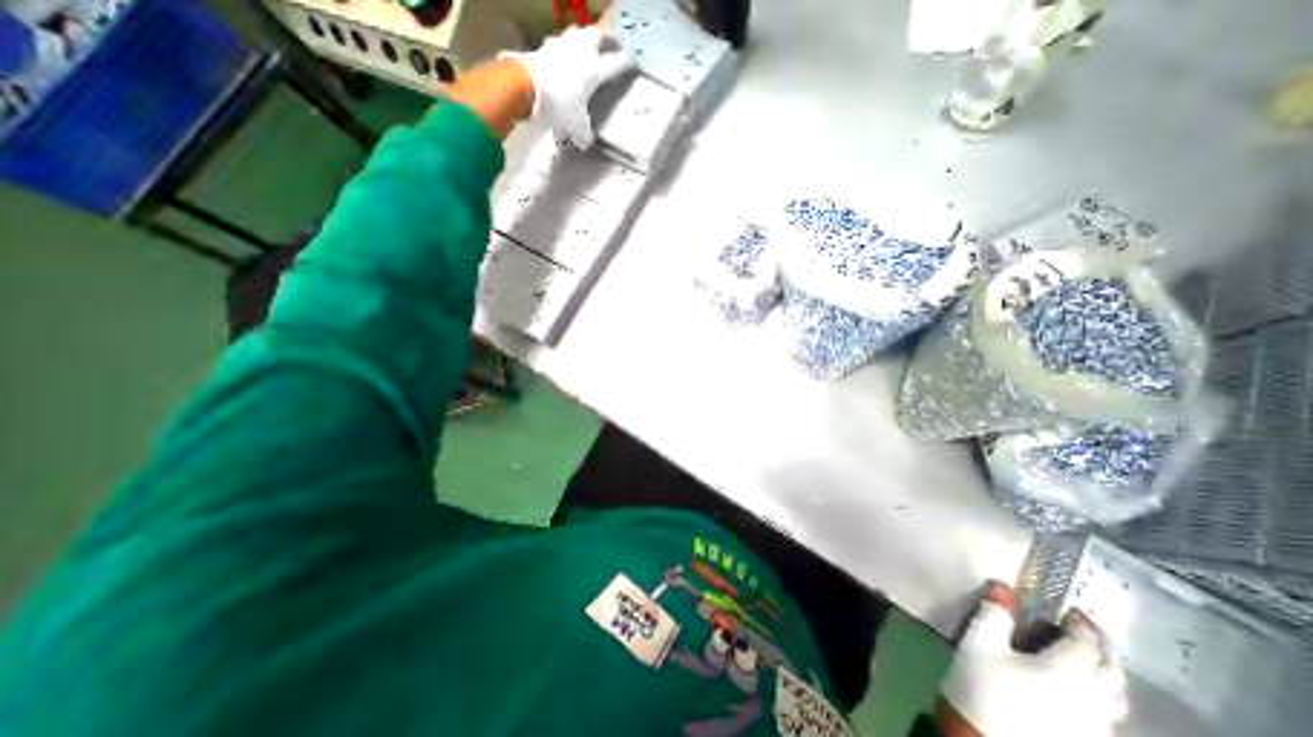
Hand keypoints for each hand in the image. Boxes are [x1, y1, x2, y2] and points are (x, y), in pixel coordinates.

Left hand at [505, 27, 638, 148]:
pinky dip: (565, 48)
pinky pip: (560, 43)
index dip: (626, 63)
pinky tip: (564, 55)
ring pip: (579, 34)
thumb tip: (586, 140)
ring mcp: (562, 45)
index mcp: (595, 71)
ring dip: (585, 39)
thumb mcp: (576, 125)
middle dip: (607, 41)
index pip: (617, 64)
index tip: (632, 63)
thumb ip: (584, 132)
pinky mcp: (545, 46)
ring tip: (588, 46)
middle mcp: (582, 52)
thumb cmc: (558, 105)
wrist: (525, 87)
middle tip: (612, 45)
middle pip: (599, 37)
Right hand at [933, 585, 1129, 734]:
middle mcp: (1092, 699)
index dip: (1082, 625)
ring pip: (1116, 698)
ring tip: (1092, 660)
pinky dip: (1103, 696)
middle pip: (1111, 673)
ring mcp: (1094, 726)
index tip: (1073, 611)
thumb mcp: (978, 640)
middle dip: (1103, 649)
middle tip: (1088, 631)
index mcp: (1067, 671)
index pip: (1085, 644)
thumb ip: (994, 613)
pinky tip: (1085, 693)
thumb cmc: (983, 684)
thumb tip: (1003, 587)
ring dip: (1108, 674)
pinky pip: (1108, 715)